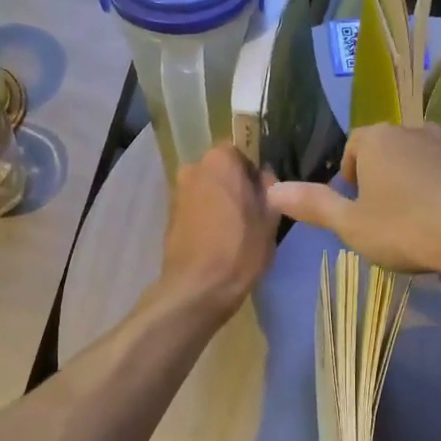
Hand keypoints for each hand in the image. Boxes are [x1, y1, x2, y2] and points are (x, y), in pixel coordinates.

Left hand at [157, 144, 278, 317]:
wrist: (197, 289)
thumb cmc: (239, 250)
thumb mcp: (269, 220)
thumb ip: (270, 190)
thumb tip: (265, 178)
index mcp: (220, 160)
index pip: (243, 151)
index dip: (256, 172)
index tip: (267, 194)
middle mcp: (193, 167)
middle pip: (223, 170)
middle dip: (237, 185)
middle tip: (255, 212)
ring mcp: (178, 191)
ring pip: (208, 188)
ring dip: (222, 201)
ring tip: (238, 230)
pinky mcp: (170, 215)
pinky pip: (196, 206)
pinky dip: (208, 216)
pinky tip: (219, 239)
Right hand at [267, 124, 440, 278]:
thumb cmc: (410, 228)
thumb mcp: (353, 226)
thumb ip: (314, 206)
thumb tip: (272, 191)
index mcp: (378, 139)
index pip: (353, 146)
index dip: (350, 177)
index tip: (357, 211)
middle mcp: (415, 131)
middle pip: (389, 154)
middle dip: (384, 186)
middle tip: (386, 226)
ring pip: (423, 168)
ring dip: (417, 195)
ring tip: (421, 236)